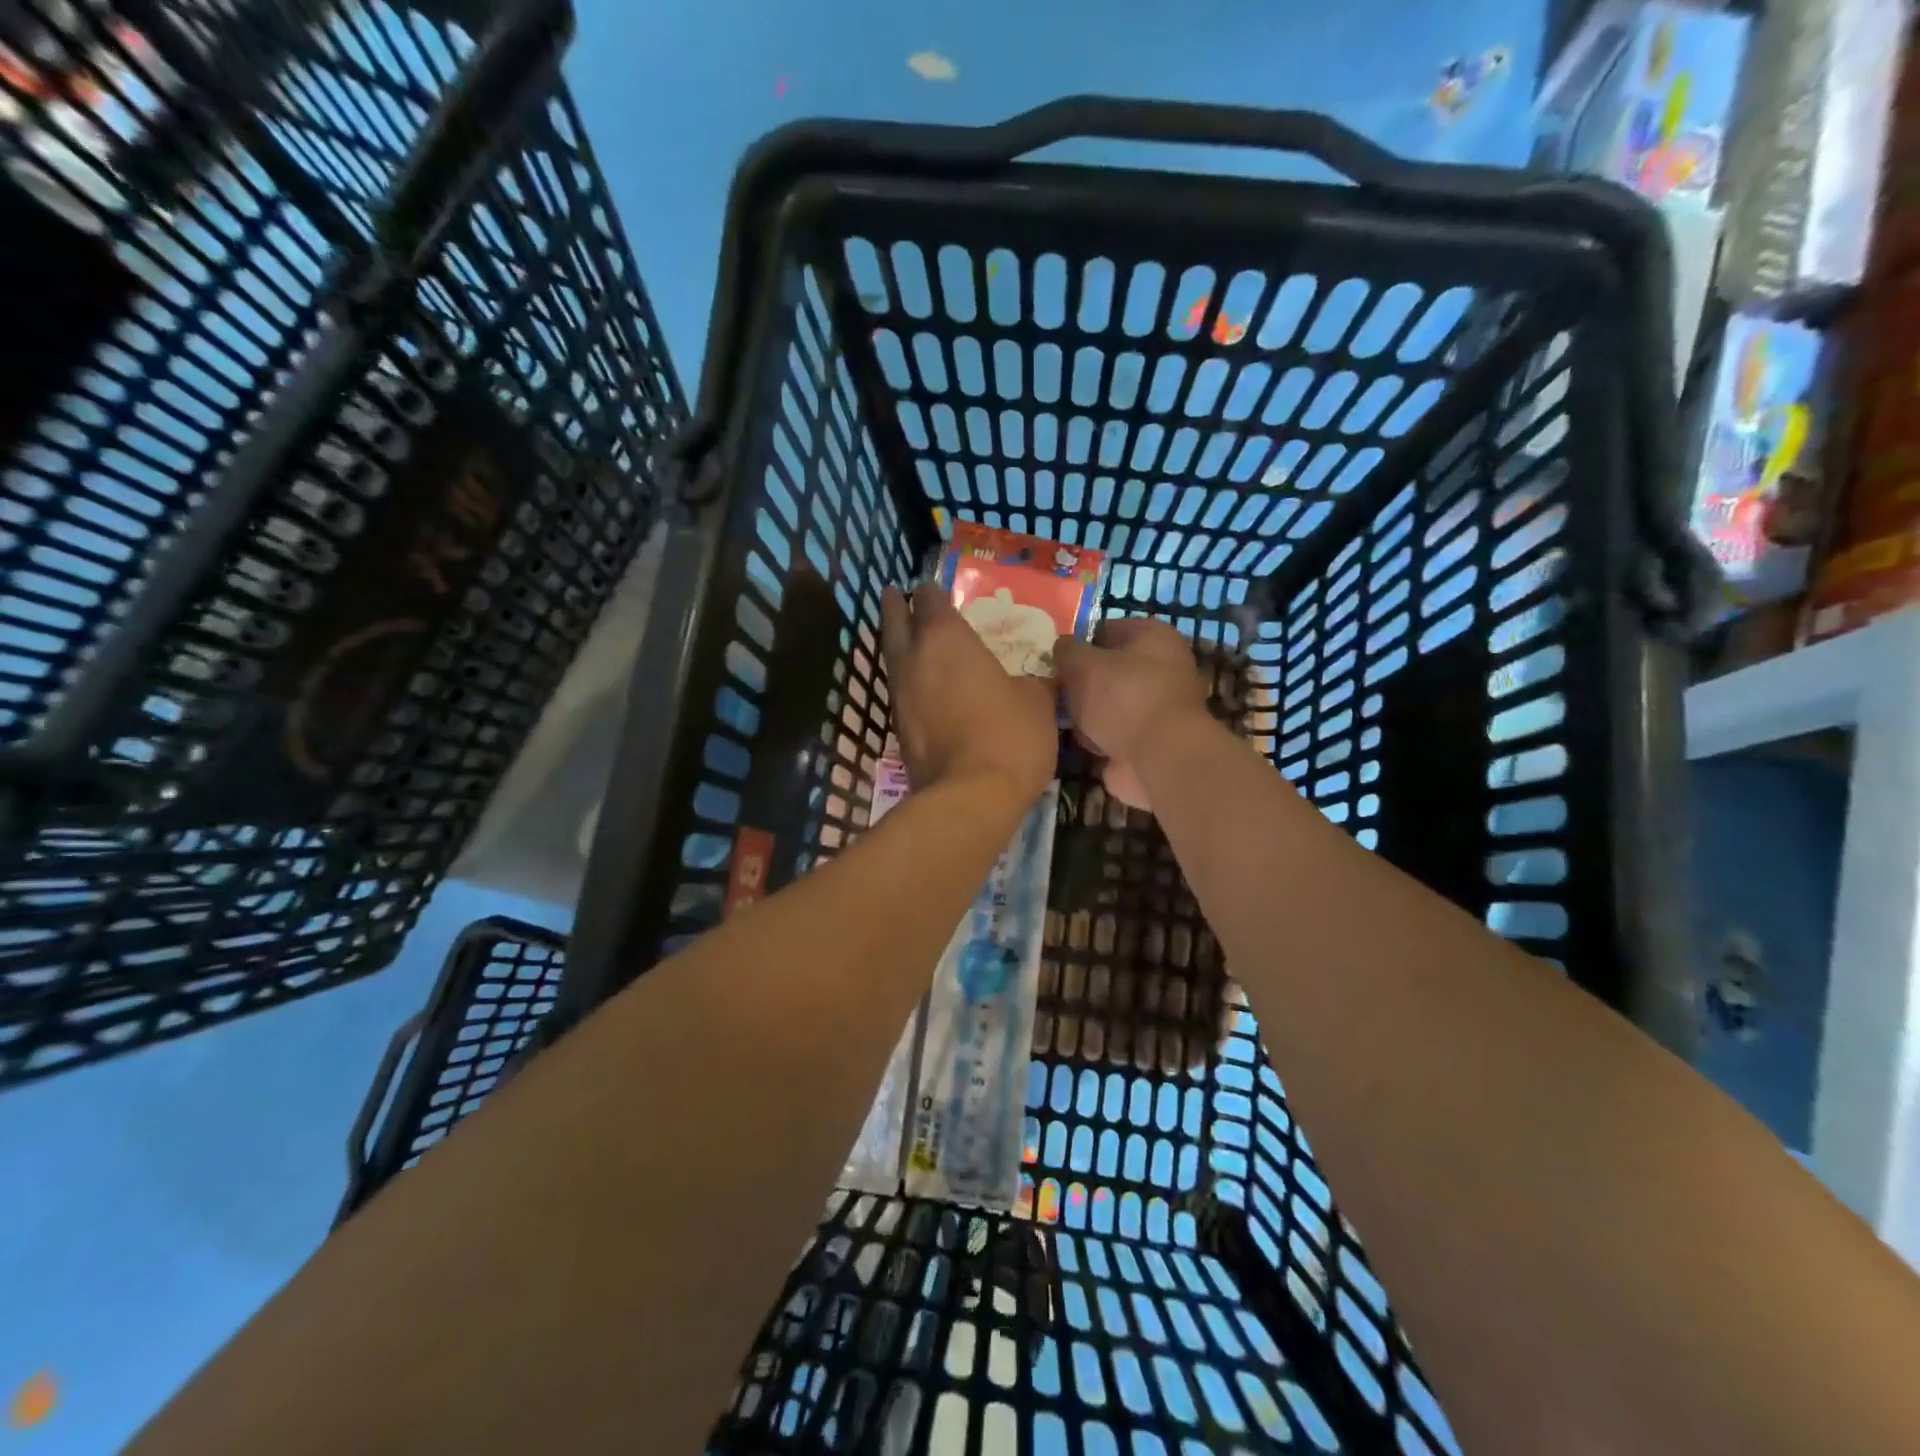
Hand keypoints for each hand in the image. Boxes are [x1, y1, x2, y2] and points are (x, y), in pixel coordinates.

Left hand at [881, 583, 1057, 804]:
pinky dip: (909, 680)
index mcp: (947, 639)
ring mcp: (901, 696)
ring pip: (893, 657)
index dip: (932, 591)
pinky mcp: (899, 729)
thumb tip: (1032, 680)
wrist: (971, 796)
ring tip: (907, 636)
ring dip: (898, 644)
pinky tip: (922, 685)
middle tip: (896, 594)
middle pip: (895, 622)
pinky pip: (902, 691)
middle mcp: (915, 659)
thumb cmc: (1009, 735)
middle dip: (896, 607)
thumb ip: (1030, 681)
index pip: (930, 600)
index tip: (933, 587)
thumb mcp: (1036, 701)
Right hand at [1054, 617, 1210, 811]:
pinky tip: (1082, 742)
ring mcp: (1157, 707)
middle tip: (1056, 690)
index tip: (1055, 659)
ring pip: (1108, 703)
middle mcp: (1161, 668)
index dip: (1078, 642)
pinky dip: (1097, 738)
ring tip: (1066, 719)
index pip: (1106, 629)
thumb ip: (1065, 651)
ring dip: (1087, 713)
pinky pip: (1113, 732)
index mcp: (1153, 637)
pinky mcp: (1150, 740)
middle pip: (1107, 670)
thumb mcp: (1082, 664)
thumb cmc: (1123, 698)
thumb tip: (1060, 649)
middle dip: (1080, 682)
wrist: (1158, 758)